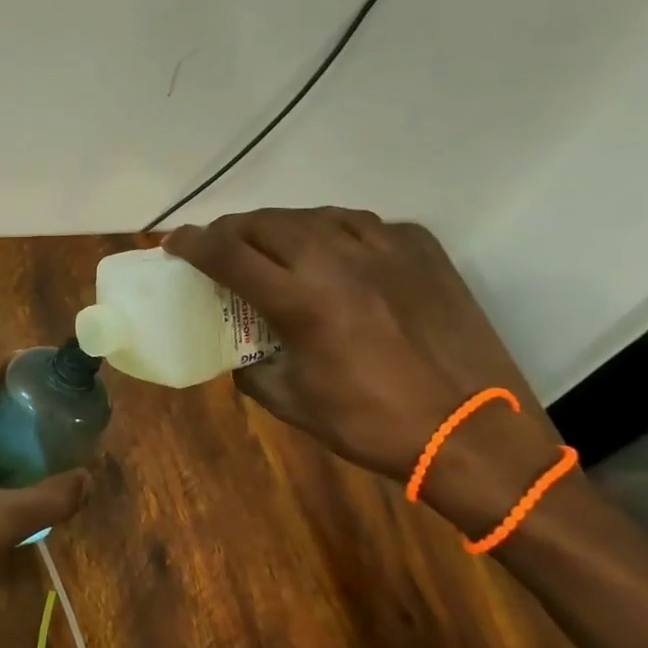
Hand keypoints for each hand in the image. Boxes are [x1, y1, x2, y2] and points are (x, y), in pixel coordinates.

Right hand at [164, 209, 560, 526]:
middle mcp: (339, 261)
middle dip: (230, 230)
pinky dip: (334, 232)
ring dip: (280, 226)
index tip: (174, 244)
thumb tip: (235, 351)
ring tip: (271, 246)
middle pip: (265, 222)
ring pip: (313, 215)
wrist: (474, 433)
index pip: (228, 254)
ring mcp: (386, 248)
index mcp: (302, 302)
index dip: (192, 244)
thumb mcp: (292, 404)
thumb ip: (251, 368)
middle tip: (218, 247)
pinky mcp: (422, 249)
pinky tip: (334, 254)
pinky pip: (363, 224)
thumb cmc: (374, 426)